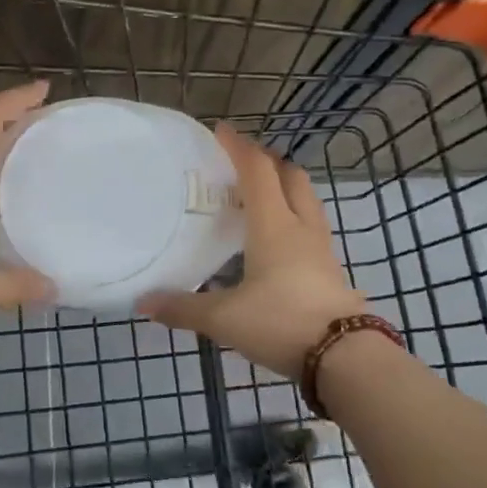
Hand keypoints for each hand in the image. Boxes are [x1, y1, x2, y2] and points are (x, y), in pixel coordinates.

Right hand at [140, 125, 366, 378]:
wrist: (344, 357)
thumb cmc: (280, 322)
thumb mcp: (224, 318)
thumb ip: (183, 308)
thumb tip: (142, 303)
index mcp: (273, 226)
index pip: (257, 172)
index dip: (239, 147)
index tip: (221, 130)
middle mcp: (300, 227)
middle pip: (290, 176)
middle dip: (267, 161)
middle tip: (242, 162)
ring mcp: (322, 248)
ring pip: (306, 200)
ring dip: (285, 186)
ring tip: (261, 195)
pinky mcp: (331, 269)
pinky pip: (312, 226)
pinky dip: (294, 216)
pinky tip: (279, 239)